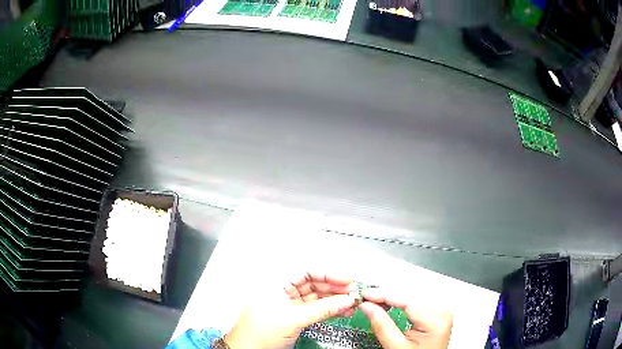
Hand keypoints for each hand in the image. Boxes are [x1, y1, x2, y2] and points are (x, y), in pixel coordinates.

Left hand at [225, 272, 358, 348]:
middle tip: (353, 292)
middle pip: (314, 285)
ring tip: (352, 303)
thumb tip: (346, 300)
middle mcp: (284, 294)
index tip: (346, 280)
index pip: (306, 273)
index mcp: (277, 286)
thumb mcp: (291, 319)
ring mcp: (290, 308)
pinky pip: (316, 311)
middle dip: (335, 288)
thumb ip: (321, 309)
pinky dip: (329, 311)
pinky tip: (342, 311)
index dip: (328, 275)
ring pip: (317, 299)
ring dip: (335, 300)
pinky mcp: (295, 320)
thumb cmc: (259, 333)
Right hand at [359, 288, 452, 348]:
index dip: (383, 295)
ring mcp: (442, 310)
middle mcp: (443, 311)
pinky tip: (392, 303)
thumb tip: (367, 307)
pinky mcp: (439, 311)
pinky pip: (419, 298)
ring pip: (414, 293)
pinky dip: (403, 299)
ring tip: (377, 302)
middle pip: (411, 293)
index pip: (407, 299)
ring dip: (395, 295)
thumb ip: (382, 326)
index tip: (365, 295)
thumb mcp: (396, 347)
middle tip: (368, 300)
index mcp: (435, 320)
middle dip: (388, 294)